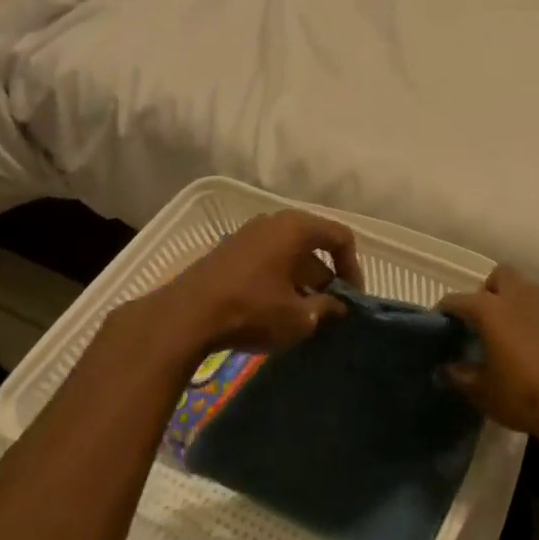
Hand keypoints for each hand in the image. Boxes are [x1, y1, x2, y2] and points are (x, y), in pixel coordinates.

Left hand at [142, 210, 362, 355]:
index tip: (351, 298)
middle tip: (330, 309)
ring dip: (302, 282)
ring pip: (288, 254)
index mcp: (297, 228)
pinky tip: (276, 311)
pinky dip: (279, 281)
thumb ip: (326, 308)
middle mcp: (273, 222)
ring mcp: (247, 235)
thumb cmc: (252, 309)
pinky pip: (266, 260)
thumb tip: (338, 307)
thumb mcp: (299, 317)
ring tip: (304, 314)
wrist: (185, 317)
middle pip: (313, 245)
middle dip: (326, 278)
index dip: (353, 268)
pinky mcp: (228, 252)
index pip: (340, 237)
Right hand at [440, 267, 538, 446]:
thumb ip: (459, 374)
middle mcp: (518, 298)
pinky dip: (528, 314)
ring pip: (522, 287)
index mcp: (492, 310)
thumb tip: (445, 367)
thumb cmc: (521, 396)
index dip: (445, 309)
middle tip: (479, 318)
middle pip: (498, 276)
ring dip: (509, 299)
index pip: (459, 300)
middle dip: (486, 290)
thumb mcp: (481, 391)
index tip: (438, 322)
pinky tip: (526, 340)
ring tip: (502, 328)